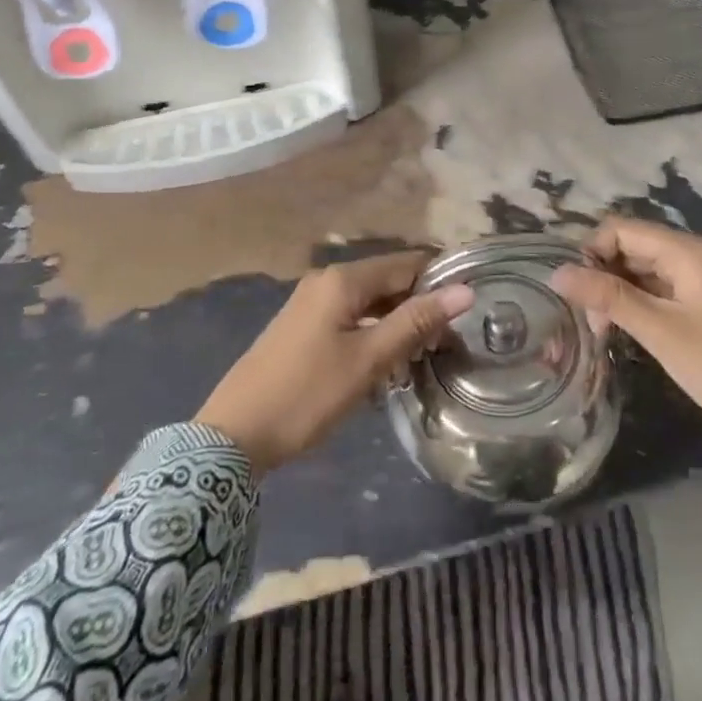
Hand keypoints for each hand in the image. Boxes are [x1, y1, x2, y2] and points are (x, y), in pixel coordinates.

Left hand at [196, 253, 473, 474]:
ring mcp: (310, 303)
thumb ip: (416, 321)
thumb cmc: (307, 394)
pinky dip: (373, 331)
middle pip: (387, 280)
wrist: (233, 436)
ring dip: (397, 321)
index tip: (468, 309)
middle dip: (419, 304)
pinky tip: (387, 360)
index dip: (439, 281)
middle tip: (449, 340)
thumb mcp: (368, 360)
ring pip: (369, 301)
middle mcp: (326, 281)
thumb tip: (464, 289)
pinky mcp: (302, 327)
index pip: (406, 263)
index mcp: (343, 279)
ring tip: (425, 353)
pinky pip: (350, 316)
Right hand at [553, 217, 701, 452]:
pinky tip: (618, 329)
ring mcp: (693, 278)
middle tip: (588, 319)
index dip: (591, 252)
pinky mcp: (694, 301)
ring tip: (600, 330)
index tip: (575, 291)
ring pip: (637, 269)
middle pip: (628, 246)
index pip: (620, 229)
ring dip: (614, 293)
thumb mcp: (659, 331)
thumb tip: (557, 273)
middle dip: (601, 275)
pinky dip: (631, 304)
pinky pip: (652, 288)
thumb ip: (609, 297)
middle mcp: (689, 255)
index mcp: (685, 251)